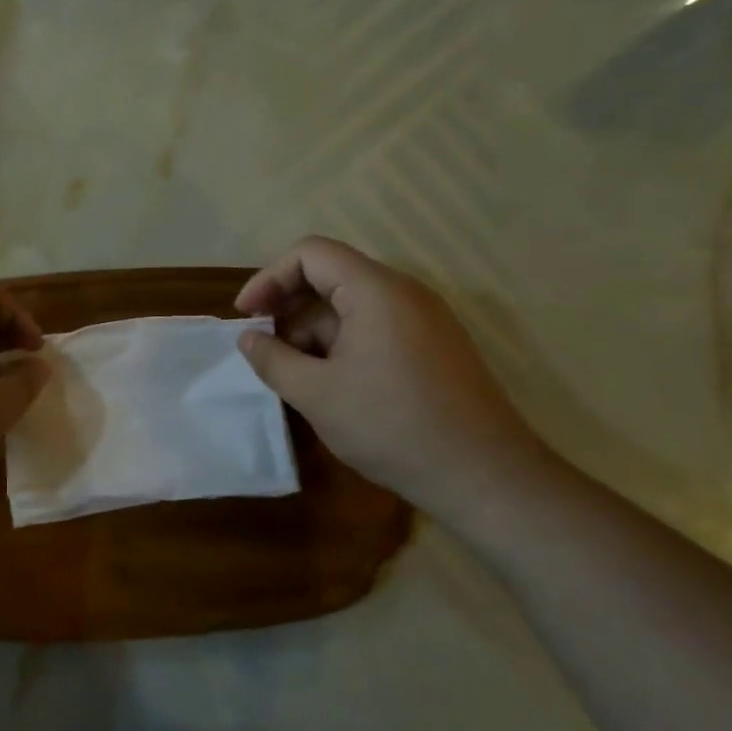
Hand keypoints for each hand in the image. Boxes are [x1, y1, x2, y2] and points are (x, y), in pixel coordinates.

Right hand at [235, 236, 547, 507]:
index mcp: (376, 290)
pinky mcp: (434, 347)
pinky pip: (376, 328)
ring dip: (313, 333)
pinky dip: (342, 346)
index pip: (310, 253)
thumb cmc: (391, 426)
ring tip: (295, 378)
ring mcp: (425, 320)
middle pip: (331, 277)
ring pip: (352, 307)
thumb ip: (272, 359)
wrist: (484, 477)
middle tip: (265, 349)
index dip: (269, 278)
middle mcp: (404, 293)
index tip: (247, 316)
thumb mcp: (316, 394)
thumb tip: (248, 338)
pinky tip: (331, 387)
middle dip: (289, 309)